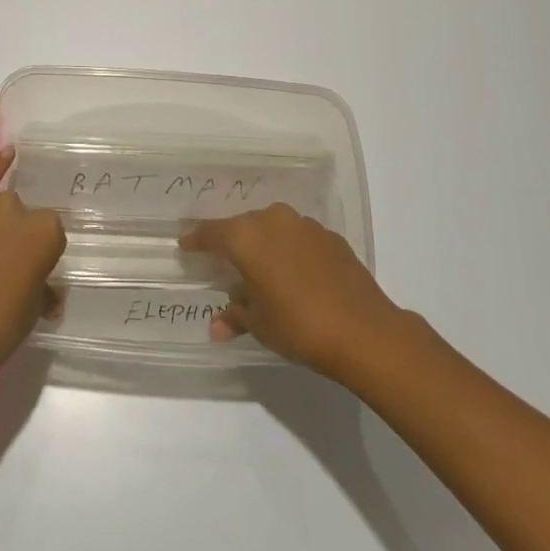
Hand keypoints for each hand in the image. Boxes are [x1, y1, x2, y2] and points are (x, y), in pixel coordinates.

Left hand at [0, 148, 65, 397]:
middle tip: (6, 269)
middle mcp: (17, 208)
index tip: (31, 274)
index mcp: (46, 231)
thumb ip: (43, 288)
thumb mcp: (32, 310)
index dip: (41, 256)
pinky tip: (7, 155)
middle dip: (18, 238)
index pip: (51, 235)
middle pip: (24, 218)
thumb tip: (45, 292)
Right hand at [181, 203, 402, 384]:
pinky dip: (290, 250)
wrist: (363, 330)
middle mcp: (273, 220)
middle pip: (243, 226)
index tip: (186, 245)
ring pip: (273, 228)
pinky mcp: (330, 236)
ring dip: (265, 245)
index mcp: (246, 237)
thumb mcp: (259, 325)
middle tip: (225, 262)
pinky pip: (298, 238)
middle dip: (233, 243)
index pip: (212, 232)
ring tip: (262, 270)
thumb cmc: (298, 325)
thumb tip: (218, 326)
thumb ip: (236, 316)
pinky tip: (295, 274)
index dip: (197, 240)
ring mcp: (305, 225)